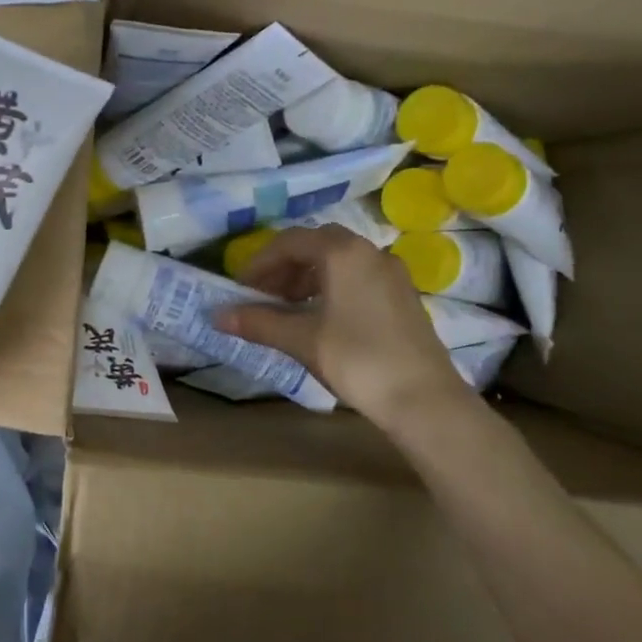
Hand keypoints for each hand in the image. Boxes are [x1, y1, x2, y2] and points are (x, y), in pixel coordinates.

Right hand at [214, 226, 471, 435]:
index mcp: (343, 253)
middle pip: (316, 245)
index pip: (290, 242)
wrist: (424, 399)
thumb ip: (258, 322)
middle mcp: (370, 252)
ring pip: (338, 261)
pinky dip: (330, 287)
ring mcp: (391, 274)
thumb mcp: (301, 340)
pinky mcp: (402, 296)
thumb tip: (218, 315)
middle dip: (284, 267)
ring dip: (306, 277)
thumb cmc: (357, 360)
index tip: (240, 289)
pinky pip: (357, 277)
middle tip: (262, 295)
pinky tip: (320, 318)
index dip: (259, 263)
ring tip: (287, 308)